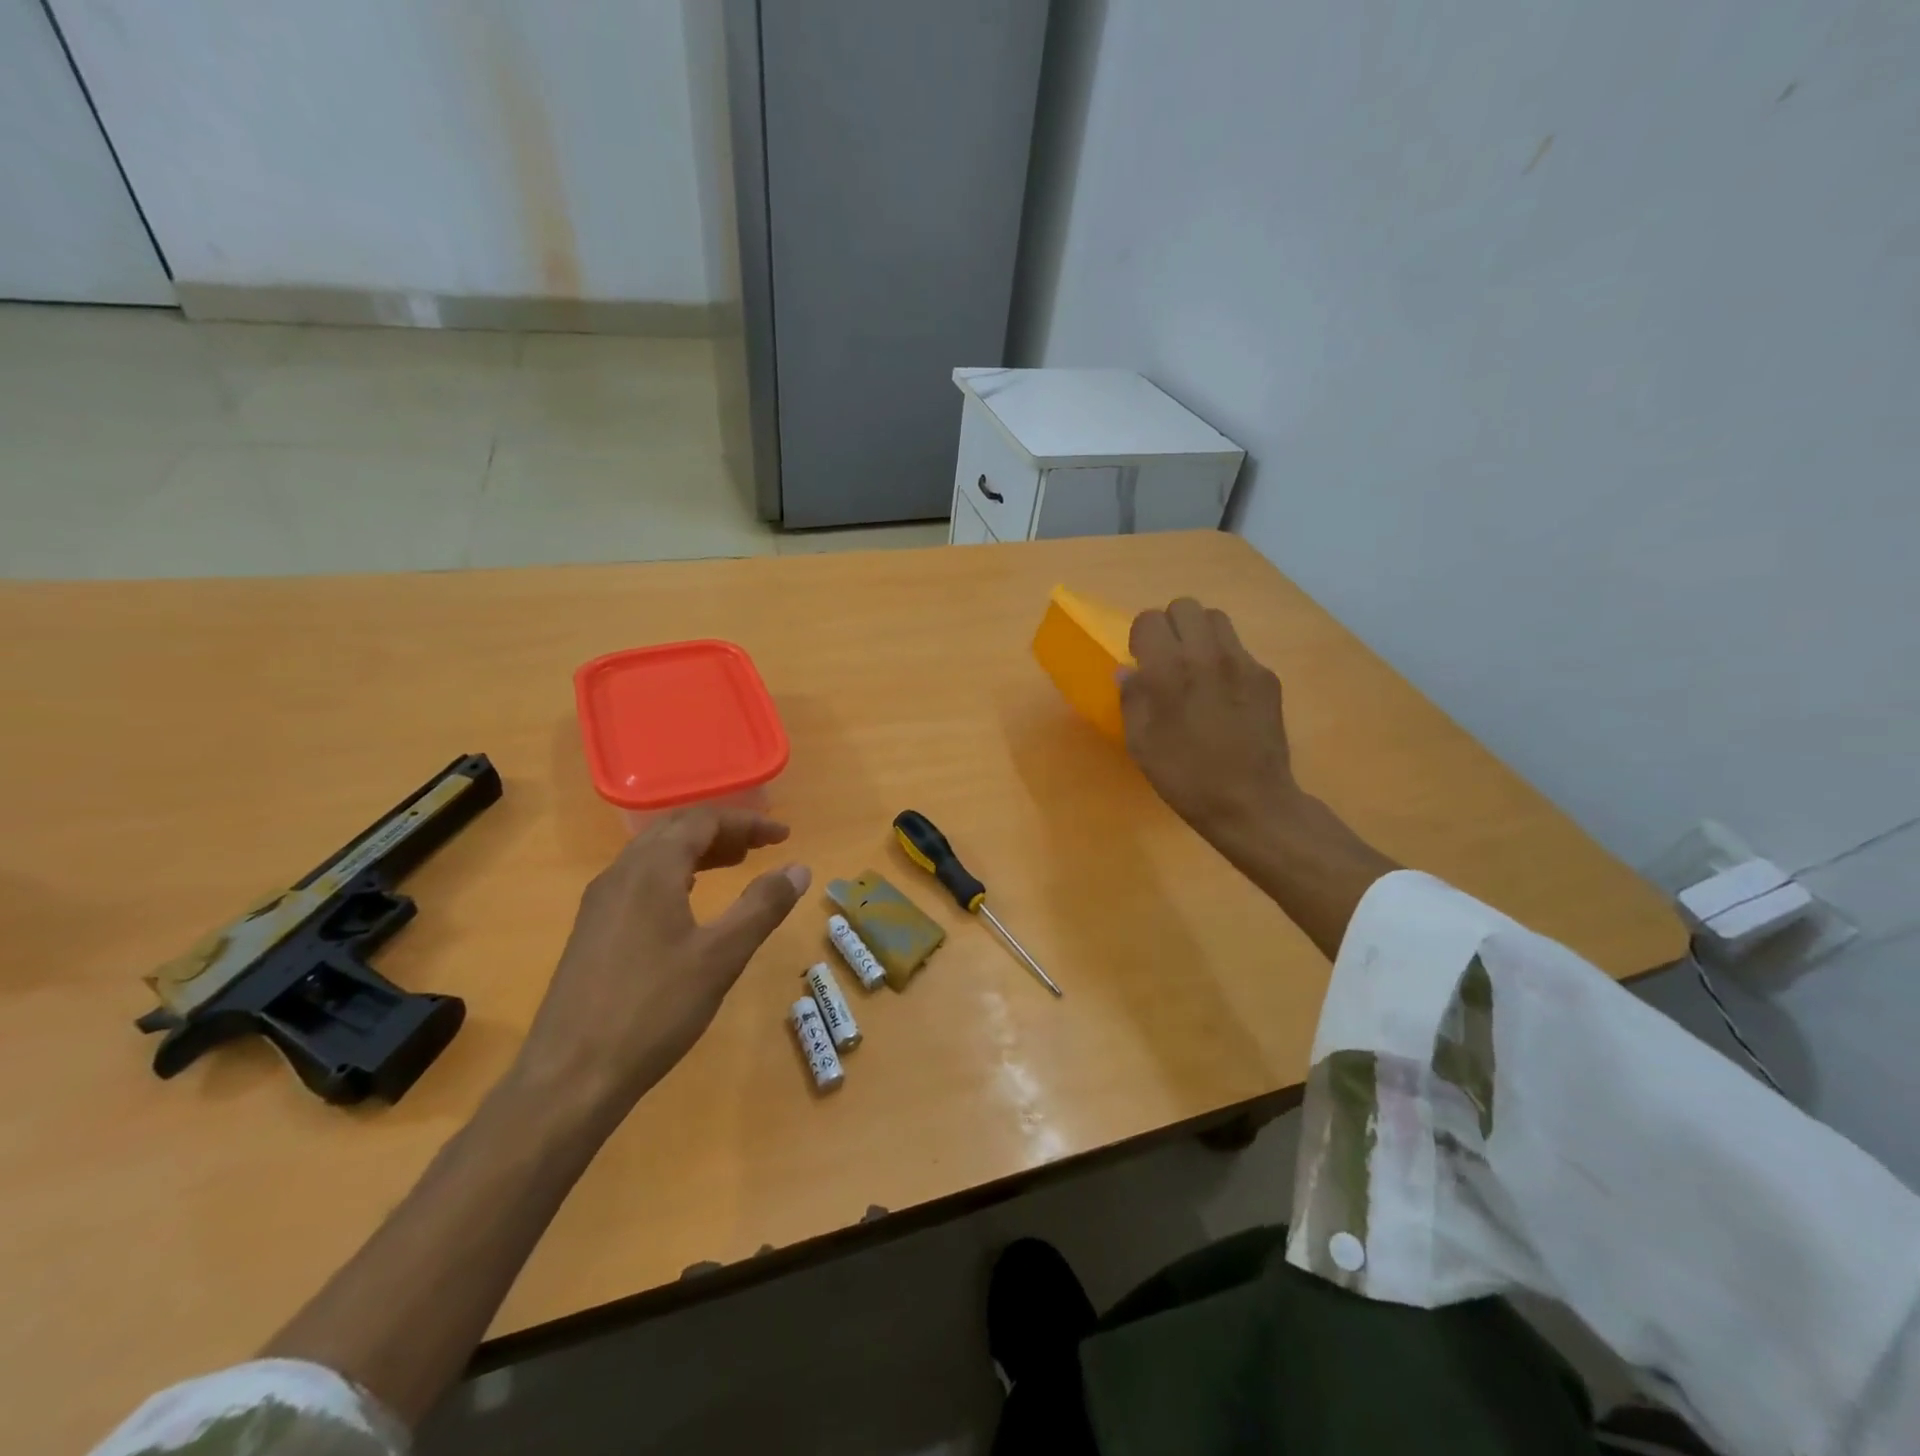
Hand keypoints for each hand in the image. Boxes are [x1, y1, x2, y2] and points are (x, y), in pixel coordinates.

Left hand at [512, 807, 809, 1121]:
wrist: (570, 1076)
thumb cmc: (654, 1009)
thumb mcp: (721, 956)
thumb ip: (762, 906)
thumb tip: (798, 868)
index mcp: (651, 870)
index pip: (703, 820)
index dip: (747, 822)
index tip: (784, 836)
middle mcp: (621, 874)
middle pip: (675, 829)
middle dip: (722, 831)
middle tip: (761, 847)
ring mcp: (600, 902)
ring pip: (654, 854)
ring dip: (697, 851)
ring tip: (734, 865)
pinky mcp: (592, 930)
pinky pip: (639, 879)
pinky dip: (674, 874)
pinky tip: (689, 900)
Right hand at [1120, 598, 1299, 849]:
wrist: (1250, 802)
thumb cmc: (1184, 776)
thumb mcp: (1141, 743)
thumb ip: (1132, 698)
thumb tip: (1128, 671)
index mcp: (1169, 670)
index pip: (1149, 620)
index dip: (1140, 638)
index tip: (1142, 662)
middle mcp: (1208, 655)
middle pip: (1185, 606)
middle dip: (1171, 626)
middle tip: (1168, 659)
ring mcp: (1243, 663)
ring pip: (1217, 619)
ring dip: (1200, 635)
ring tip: (1196, 669)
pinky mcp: (1267, 677)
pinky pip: (1239, 650)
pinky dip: (1225, 660)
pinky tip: (1224, 696)